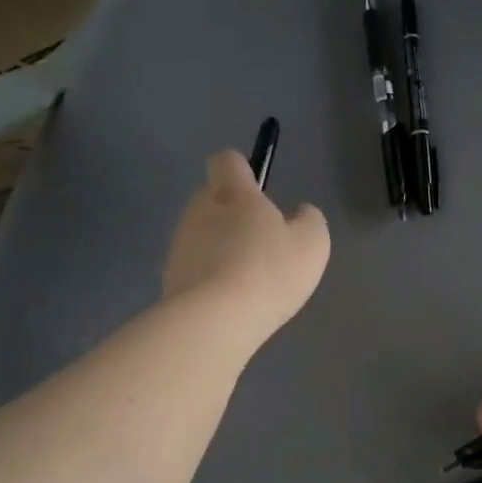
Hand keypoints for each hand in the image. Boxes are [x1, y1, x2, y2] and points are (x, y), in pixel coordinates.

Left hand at [161, 151, 329, 348]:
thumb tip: (299, 213)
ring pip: (202, 234)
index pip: (226, 161)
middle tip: (261, 242)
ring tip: (248, 280)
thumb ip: (309, 220)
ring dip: (221, 248)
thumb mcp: (312, 242)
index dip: (242, 169)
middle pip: (212, 198)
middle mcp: (199, 211)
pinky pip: (195, 268)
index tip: (259, 190)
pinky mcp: (169, 279)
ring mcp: (180, 246)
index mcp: (233, 194)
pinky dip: (211, 278)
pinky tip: (231, 302)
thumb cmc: (269, 271)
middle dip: (233, 213)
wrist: (214, 321)